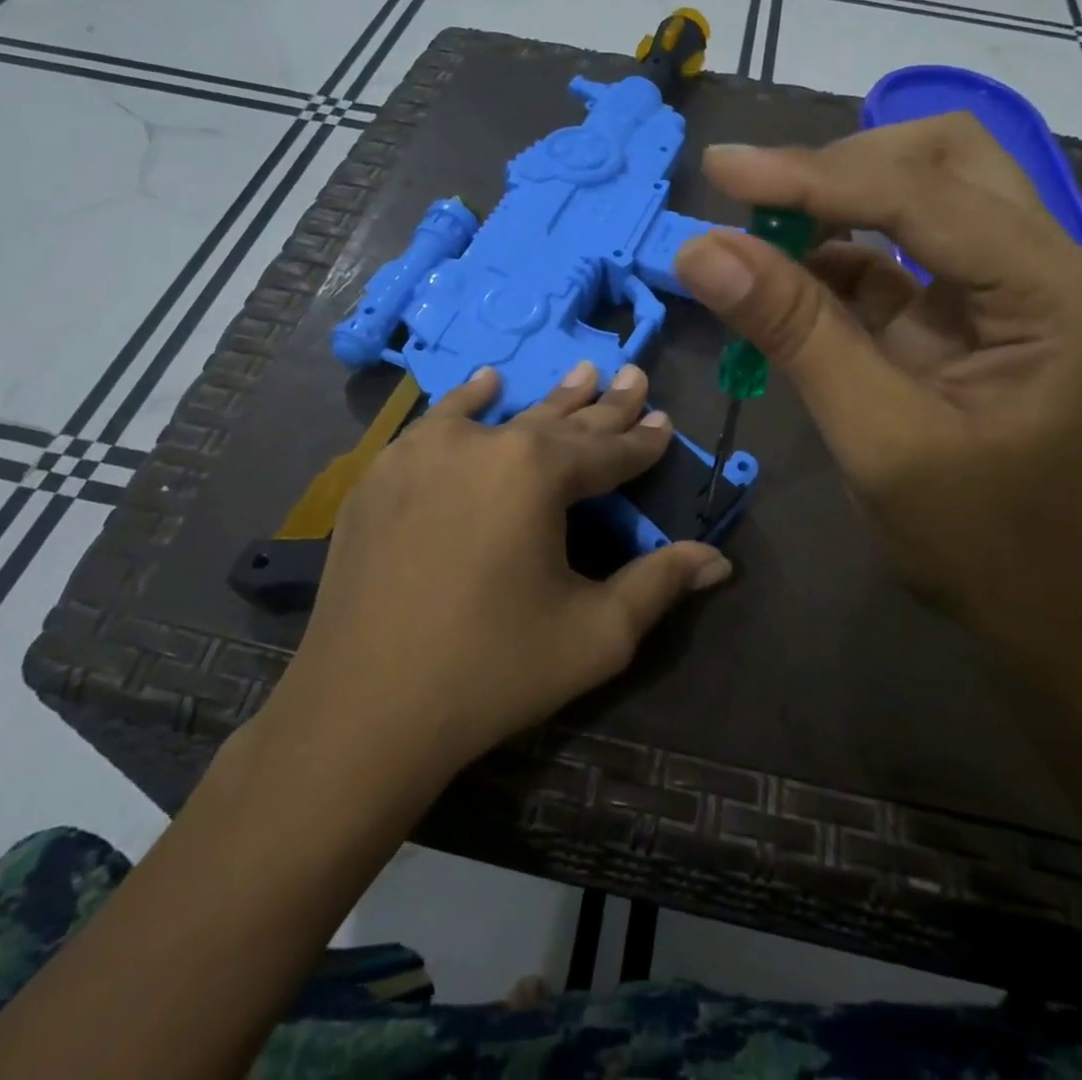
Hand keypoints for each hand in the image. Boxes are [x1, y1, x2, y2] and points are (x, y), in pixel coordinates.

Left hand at [258, 362, 731, 786]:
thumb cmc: (493, 670)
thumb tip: (718, 560)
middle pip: (559, 421)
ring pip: (502, 414)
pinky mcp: (383, 474)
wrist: (363, 709)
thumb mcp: (596, 634)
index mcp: (538, 472)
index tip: (665, 420)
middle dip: (603, 405)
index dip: (642, 440)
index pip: (608, 450)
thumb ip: (659, 585)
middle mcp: (483, 443)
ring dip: (545, 400)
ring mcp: (424, 452)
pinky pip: (438, 424)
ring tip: (580, 372)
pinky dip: (467, 402)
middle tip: (632, 375)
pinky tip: (485, 384)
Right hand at [673, 113, 1081, 685]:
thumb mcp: (876, 438)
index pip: (923, 198)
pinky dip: (839, 254)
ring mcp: (1019, 282)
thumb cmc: (974, 542)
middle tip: (754, 203)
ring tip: (758, 233)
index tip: (720, 169)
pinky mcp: (979, 307)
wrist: (1036, 609)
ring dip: (839, 202)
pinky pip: (904, 251)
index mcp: (1060, 293)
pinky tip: (787, 274)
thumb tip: (701, 250)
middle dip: (842, 171)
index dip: (813, 178)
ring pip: (926, 190)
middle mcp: (1055, 265)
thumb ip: (795, 333)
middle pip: (944, 161)